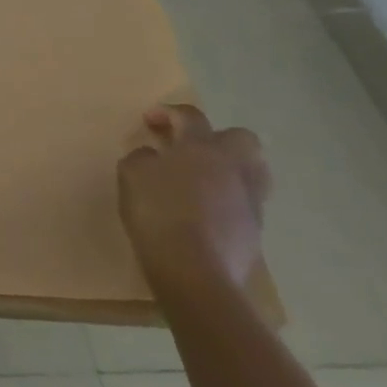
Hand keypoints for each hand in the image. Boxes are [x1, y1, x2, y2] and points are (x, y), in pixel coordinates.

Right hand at [118, 104, 269, 292]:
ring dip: (230, 171)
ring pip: (252, 174)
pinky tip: (206, 214)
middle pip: (242, 139)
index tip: (150, 121)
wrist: (195, 273)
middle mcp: (233, 168)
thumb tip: (154, 157)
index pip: (191, 116)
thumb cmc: (159, 212)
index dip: (169, 113)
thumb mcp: (131, 175)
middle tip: (191, 150)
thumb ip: (142, 158)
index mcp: (202, 147)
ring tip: (203, 182)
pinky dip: (229, 202)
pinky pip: (245, 205)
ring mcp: (250, 202)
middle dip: (218, 139)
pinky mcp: (255, 234)